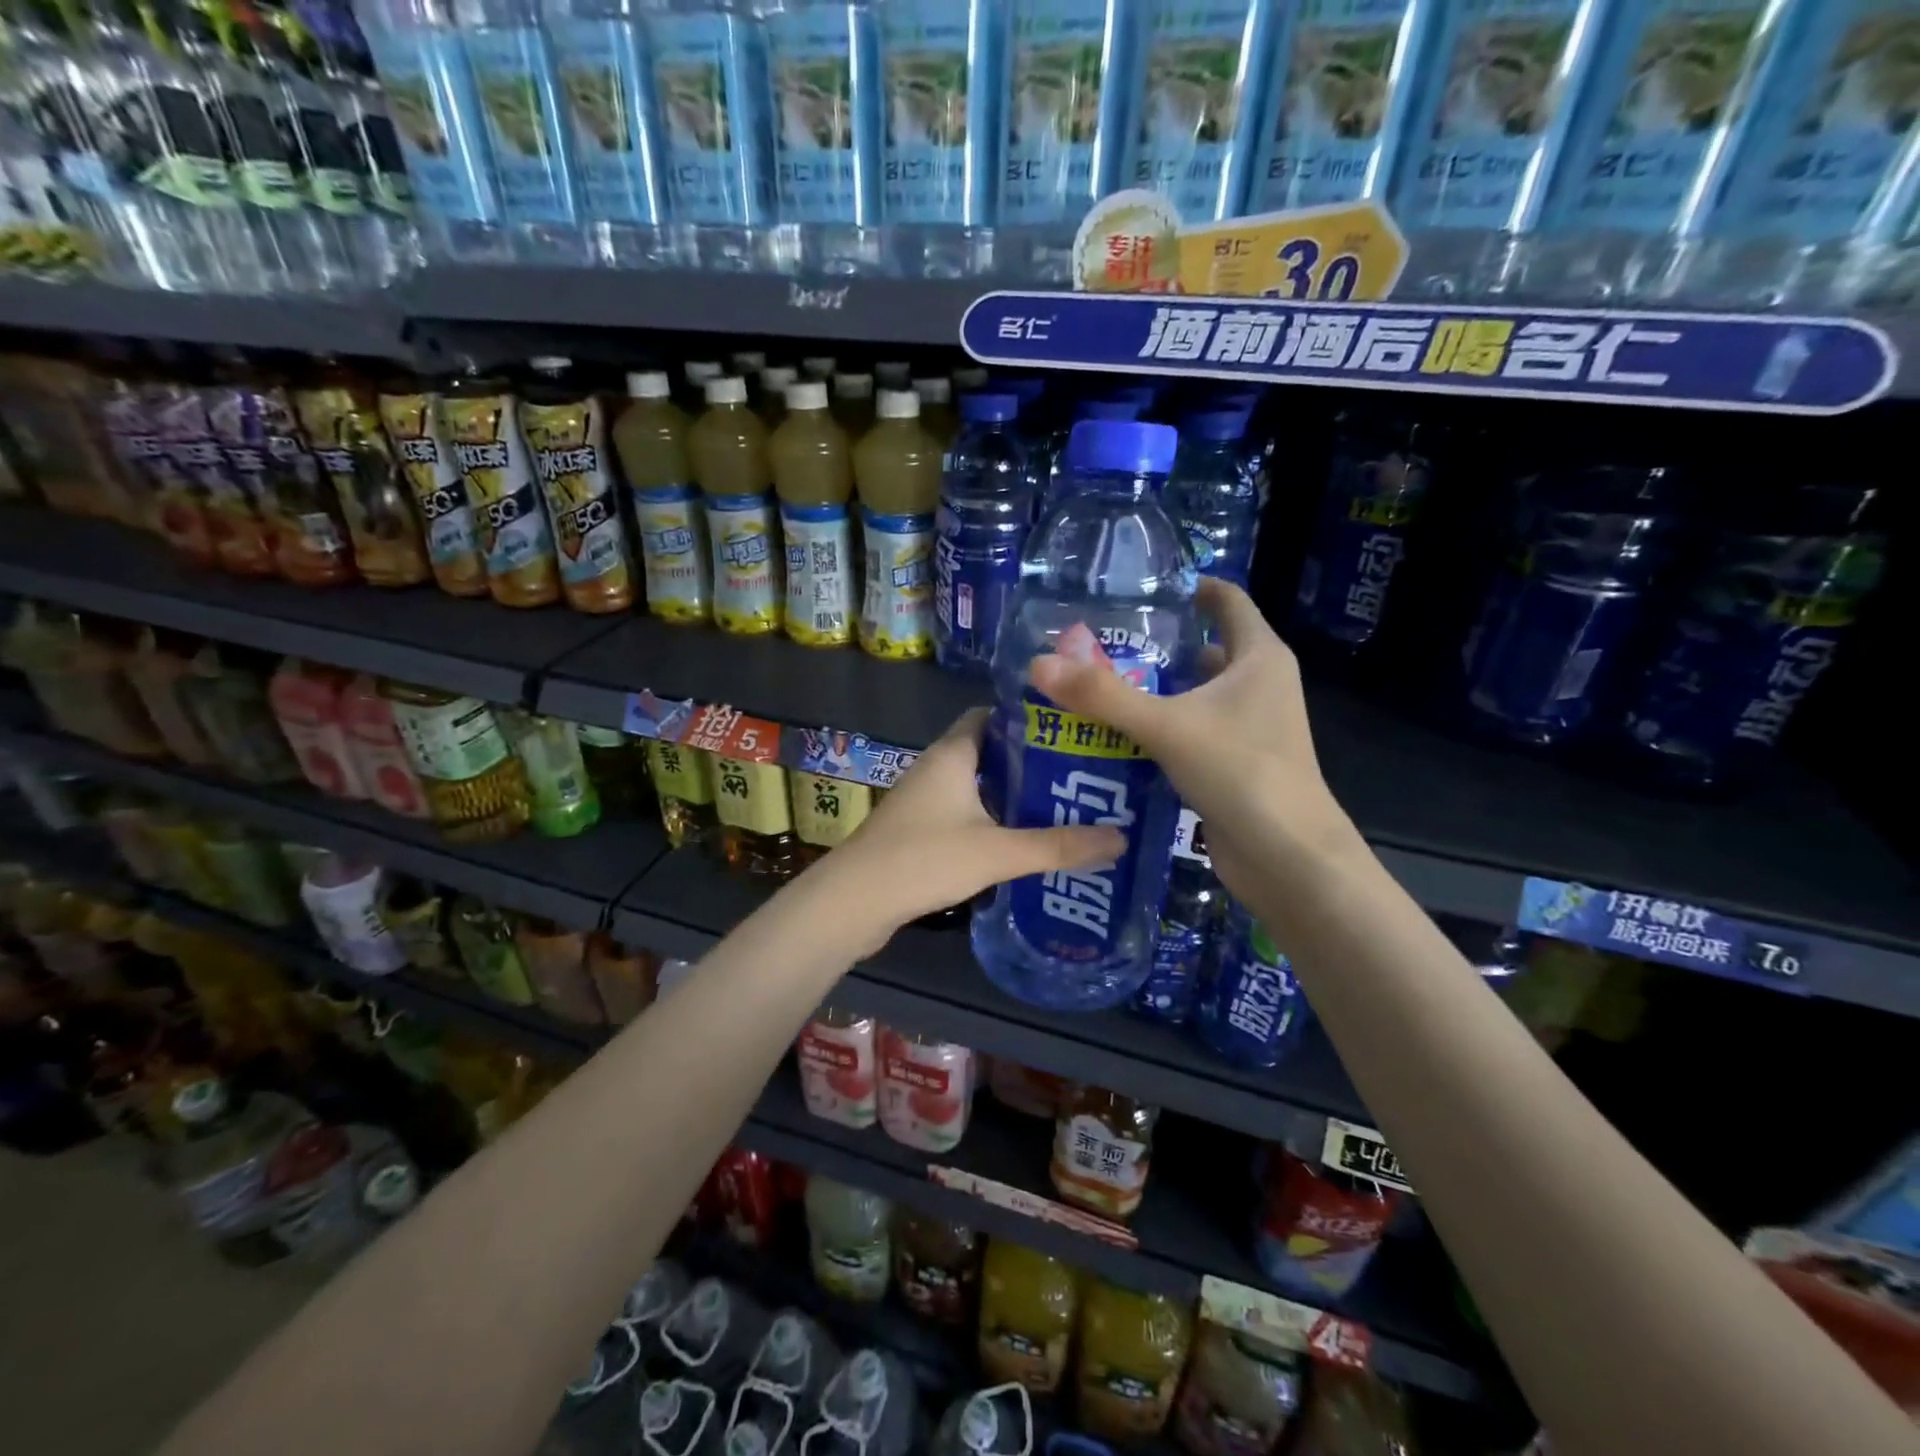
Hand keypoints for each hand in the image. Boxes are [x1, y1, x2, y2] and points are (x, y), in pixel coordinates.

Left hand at [824, 709, 1125, 942]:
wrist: (853, 903)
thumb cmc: (924, 859)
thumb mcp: (998, 851)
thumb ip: (1058, 845)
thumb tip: (1120, 838)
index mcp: (952, 754)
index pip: (991, 715)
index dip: (1028, 720)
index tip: (1070, 732)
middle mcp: (935, 769)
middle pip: (988, 753)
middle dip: (1030, 763)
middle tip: (1078, 775)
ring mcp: (922, 802)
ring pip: (976, 787)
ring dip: (1011, 796)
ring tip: (1061, 808)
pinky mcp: (917, 832)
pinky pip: (962, 815)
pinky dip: (991, 822)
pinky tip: (1020, 843)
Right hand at [1027, 577, 1361, 904]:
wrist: (1287, 858)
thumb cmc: (1241, 773)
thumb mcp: (1167, 727)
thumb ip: (1103, 696)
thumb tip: (1039, 663)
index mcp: (1258, 658)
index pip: (1227, 601)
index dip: (1190, 588)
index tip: (1141, 588)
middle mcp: (1258, 685)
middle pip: (1204, 649)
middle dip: (1155, 646)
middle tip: (1097, 644)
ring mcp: (1249, 727)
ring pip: (1194, 695)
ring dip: (1153, 691)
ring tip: (1095, 687)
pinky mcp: (1234, 763)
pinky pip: (1190, 732)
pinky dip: (1158, 729)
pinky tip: (1114, 737)